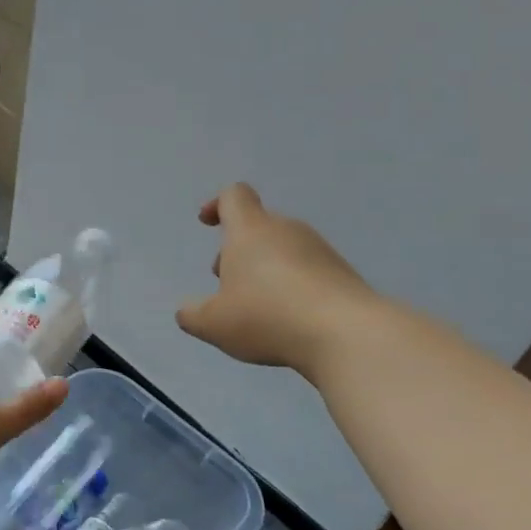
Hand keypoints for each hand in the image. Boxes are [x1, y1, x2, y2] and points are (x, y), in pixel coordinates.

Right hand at [177, 183, 377, 376]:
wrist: (343, 332)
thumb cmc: (267, 317)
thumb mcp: (214, 324)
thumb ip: (192, 314)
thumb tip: (186, 310)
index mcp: (250, 231)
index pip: (234, 196)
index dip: (217, 204)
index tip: (207, 222)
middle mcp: (286, 230)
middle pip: (258, 226)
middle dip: (237, 250)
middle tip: (225, 283)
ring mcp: (319, 250)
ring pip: (282, 249)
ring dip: (264, 269)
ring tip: (255, 308)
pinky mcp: (340, 273)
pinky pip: (306, 270)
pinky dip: (290, 286)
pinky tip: (287, 319)